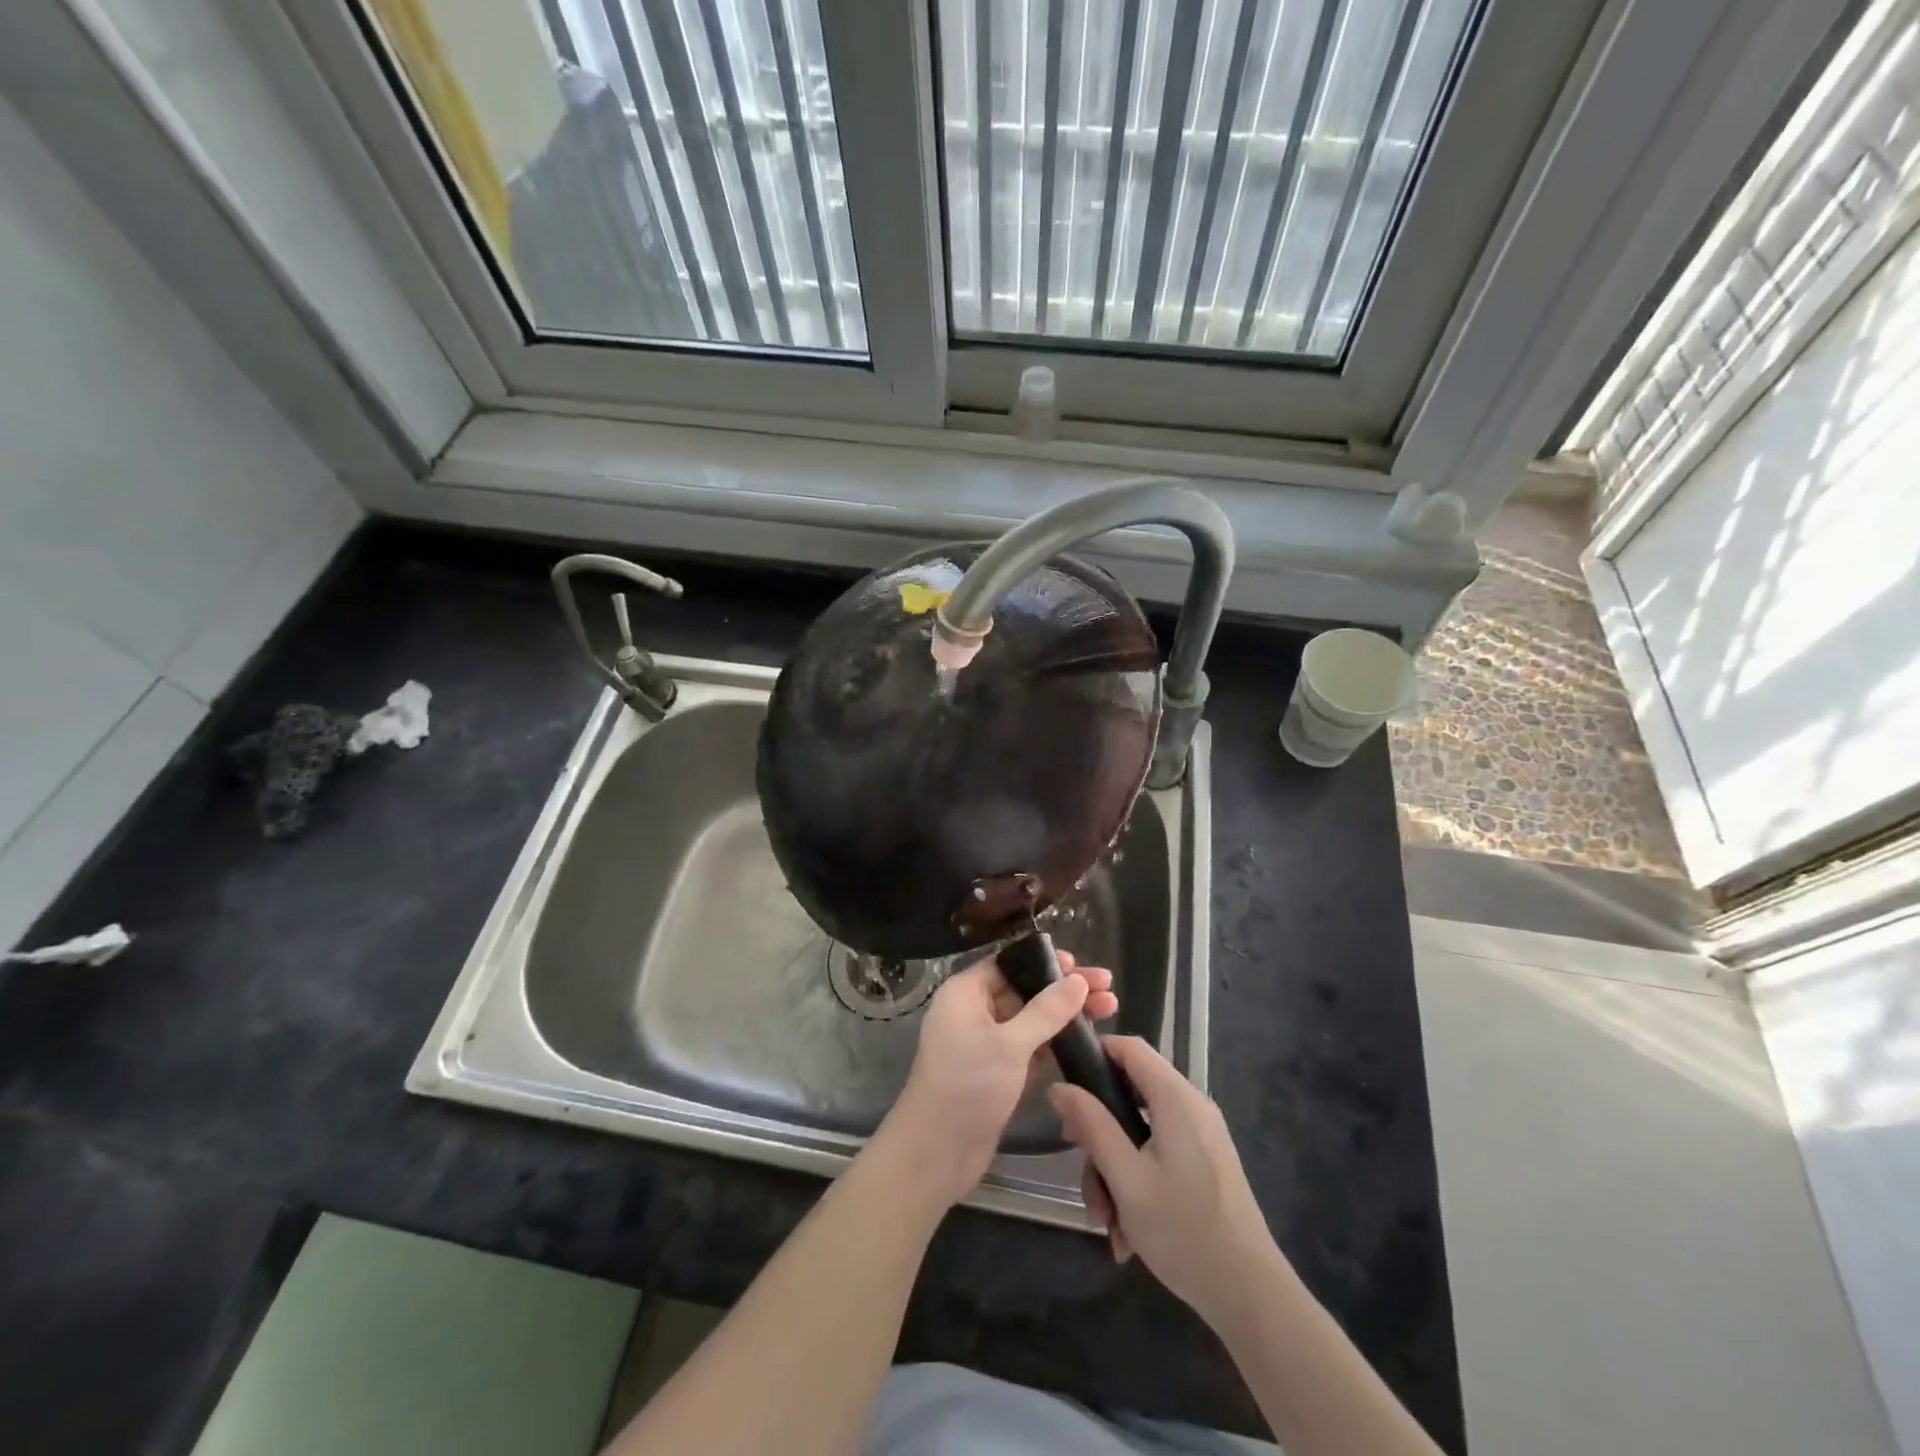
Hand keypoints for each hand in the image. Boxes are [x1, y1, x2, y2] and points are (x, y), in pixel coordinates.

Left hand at [879, 953, 1117, 1208]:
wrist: (936, 1153)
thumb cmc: (968, 1086)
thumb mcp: (1010, 1045)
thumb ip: (1046, 1011)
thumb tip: (1078, 980)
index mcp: (965, 992)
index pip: (1009, 962)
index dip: (1045, 961)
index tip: (1081, 965)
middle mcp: (974, 1011)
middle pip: (1024, 988)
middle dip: (1064, 988)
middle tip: (1107, 986)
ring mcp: (986, 1042)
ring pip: (1031, 1018)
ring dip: (1065, 1014)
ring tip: (1110, 1008)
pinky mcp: (998, 1070)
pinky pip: (1030, 1045)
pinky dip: (1055, 1040)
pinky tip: (1086, 1038)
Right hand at [1050, 1036, 1285, 1329]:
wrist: (1251, 1297)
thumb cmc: (1184, 1231)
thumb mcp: (1125, 1178)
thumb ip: (1092, 1126)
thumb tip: (1059, 1086)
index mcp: (1176, 1098)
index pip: (1130, 1047)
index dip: (1095, 1055)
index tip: (1065, 1087)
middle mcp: (1191, 1107)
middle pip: (1130, 1096)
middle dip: (1100, 1137)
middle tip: (1083, 1172)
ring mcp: (1201, 1136)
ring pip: (1140, 1132)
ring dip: (1115, 1172)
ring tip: (1107, 1224)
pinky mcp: (1205, 1163)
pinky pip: (1158, 1155)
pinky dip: (1138, 1183)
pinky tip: (1127, 1233)